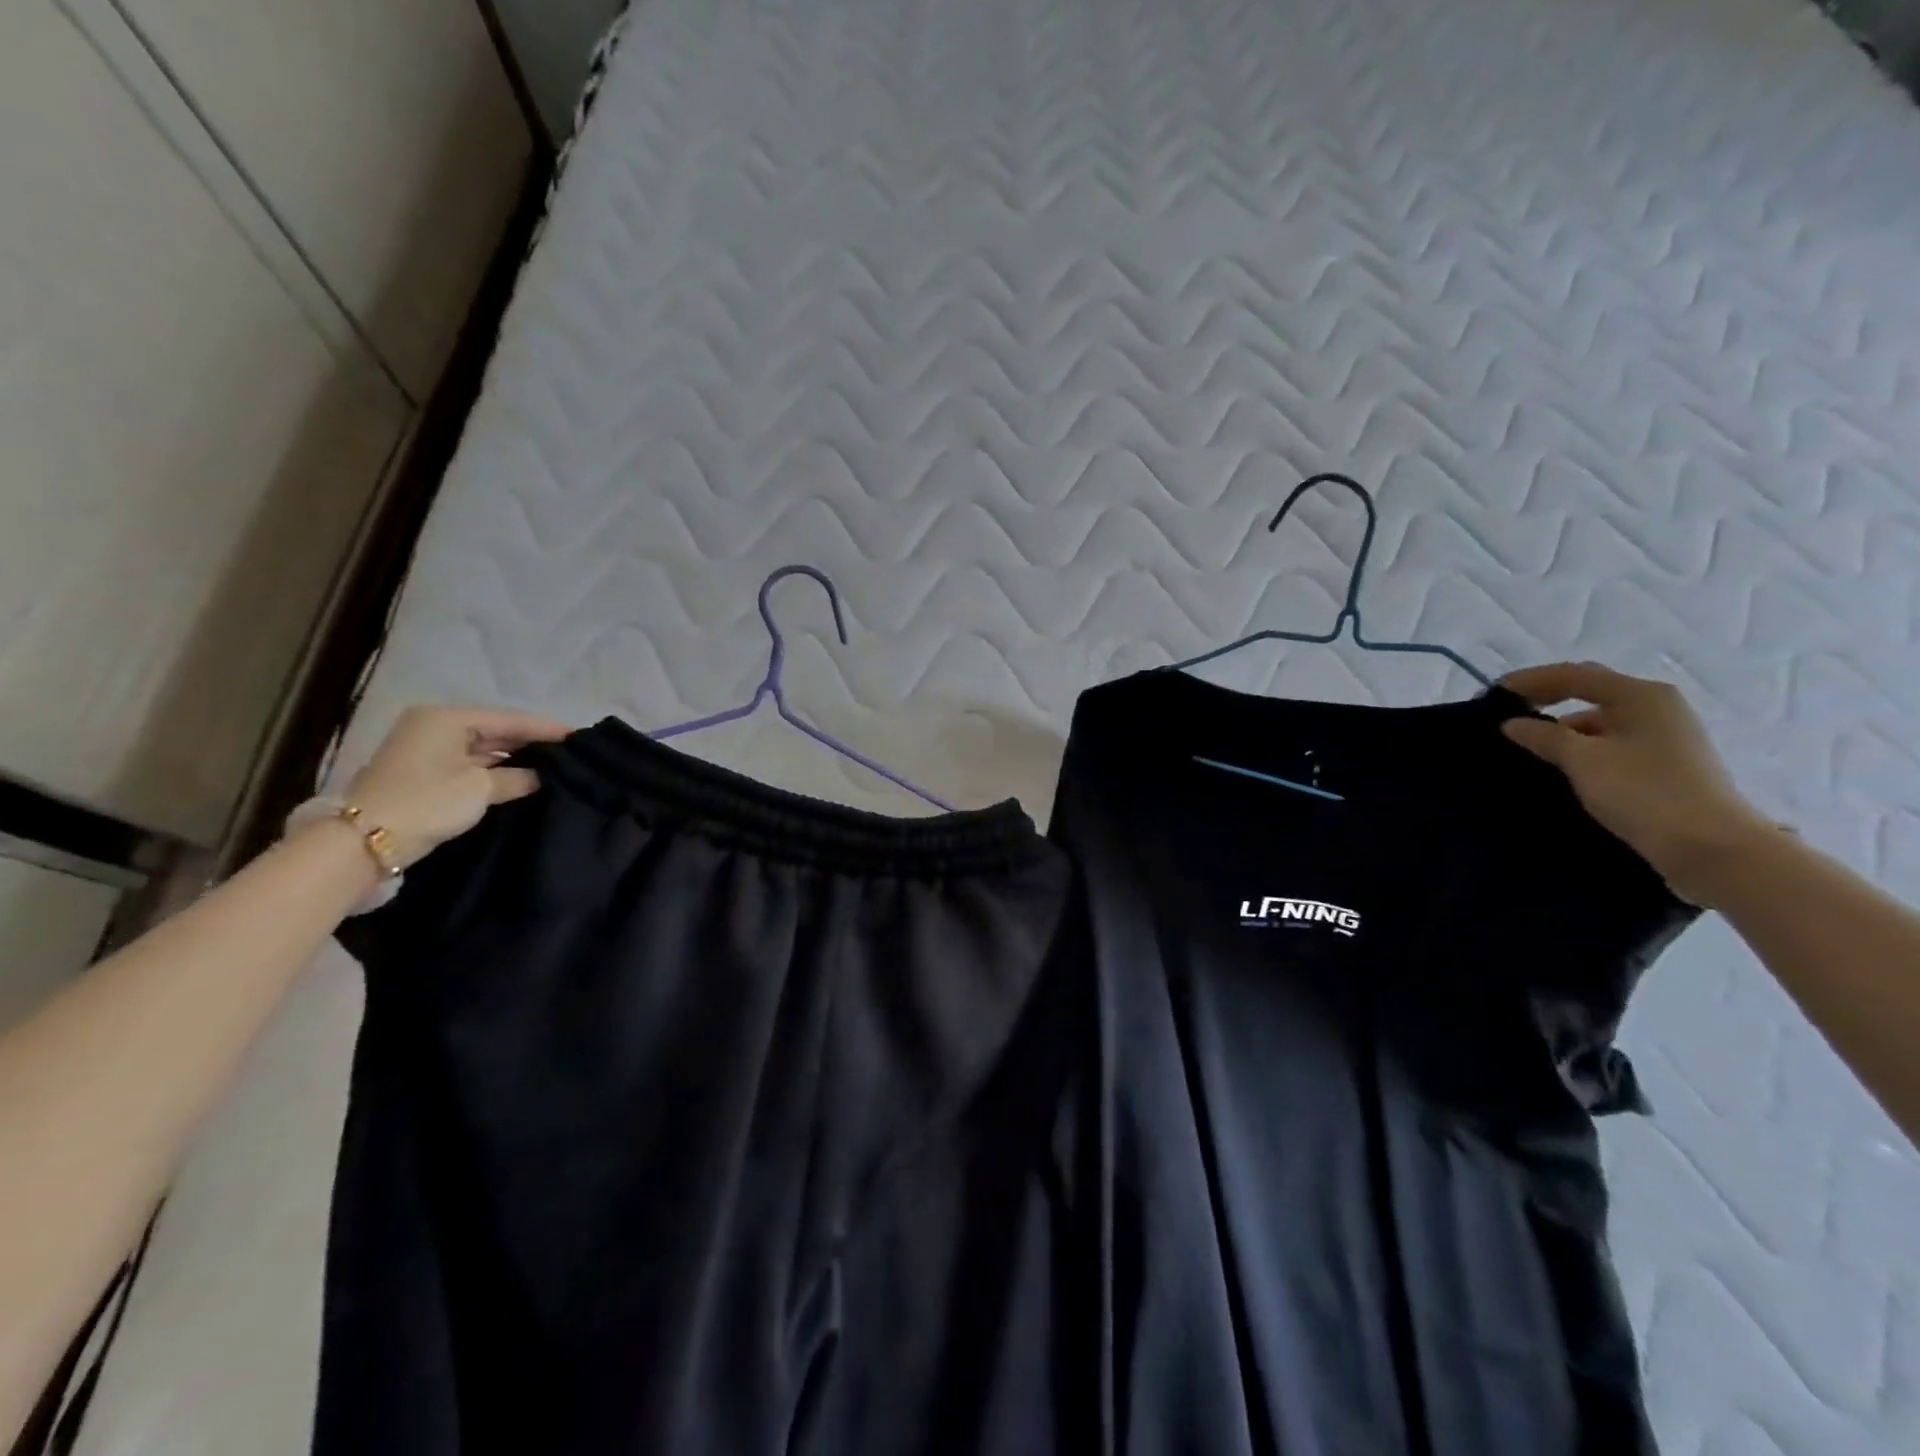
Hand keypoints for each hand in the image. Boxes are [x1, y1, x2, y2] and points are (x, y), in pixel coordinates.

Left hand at [342, 706, 571, 867]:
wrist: (363, 841)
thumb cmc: (427, 801)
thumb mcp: (481, 788)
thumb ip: (518, 778)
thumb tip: (541, 777)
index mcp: (446, 718)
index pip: (509, 719)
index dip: (546, 728)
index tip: (580, 736)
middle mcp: (434, 727)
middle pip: (495, 731)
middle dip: (530, 742)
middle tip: (569, 752)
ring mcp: (426, 751)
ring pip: (482, 749)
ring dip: (513, 758)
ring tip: (552, 765)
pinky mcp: (423, 775)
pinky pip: (470, 765)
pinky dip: (495, 771)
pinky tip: (522, 778)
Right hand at [1500, 663, 1775, 902]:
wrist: (1710, 848)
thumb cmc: (1644, 792)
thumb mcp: (1583, 760)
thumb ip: (1543, 736)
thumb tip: (1512, 723)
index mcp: (1641, 696)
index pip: (1574, 675)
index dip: (1530, 680)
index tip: (1493, 694)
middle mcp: (1657, 708)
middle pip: (1591, 693)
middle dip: (1547, 700)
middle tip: (1508, 715)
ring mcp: (1665, 737)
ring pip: (1601, 721)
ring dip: (1563, 728)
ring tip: (1528, 747)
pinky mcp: (1665, 764)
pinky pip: (1611, 743)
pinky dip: (1582, 748)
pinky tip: (1561, 766)